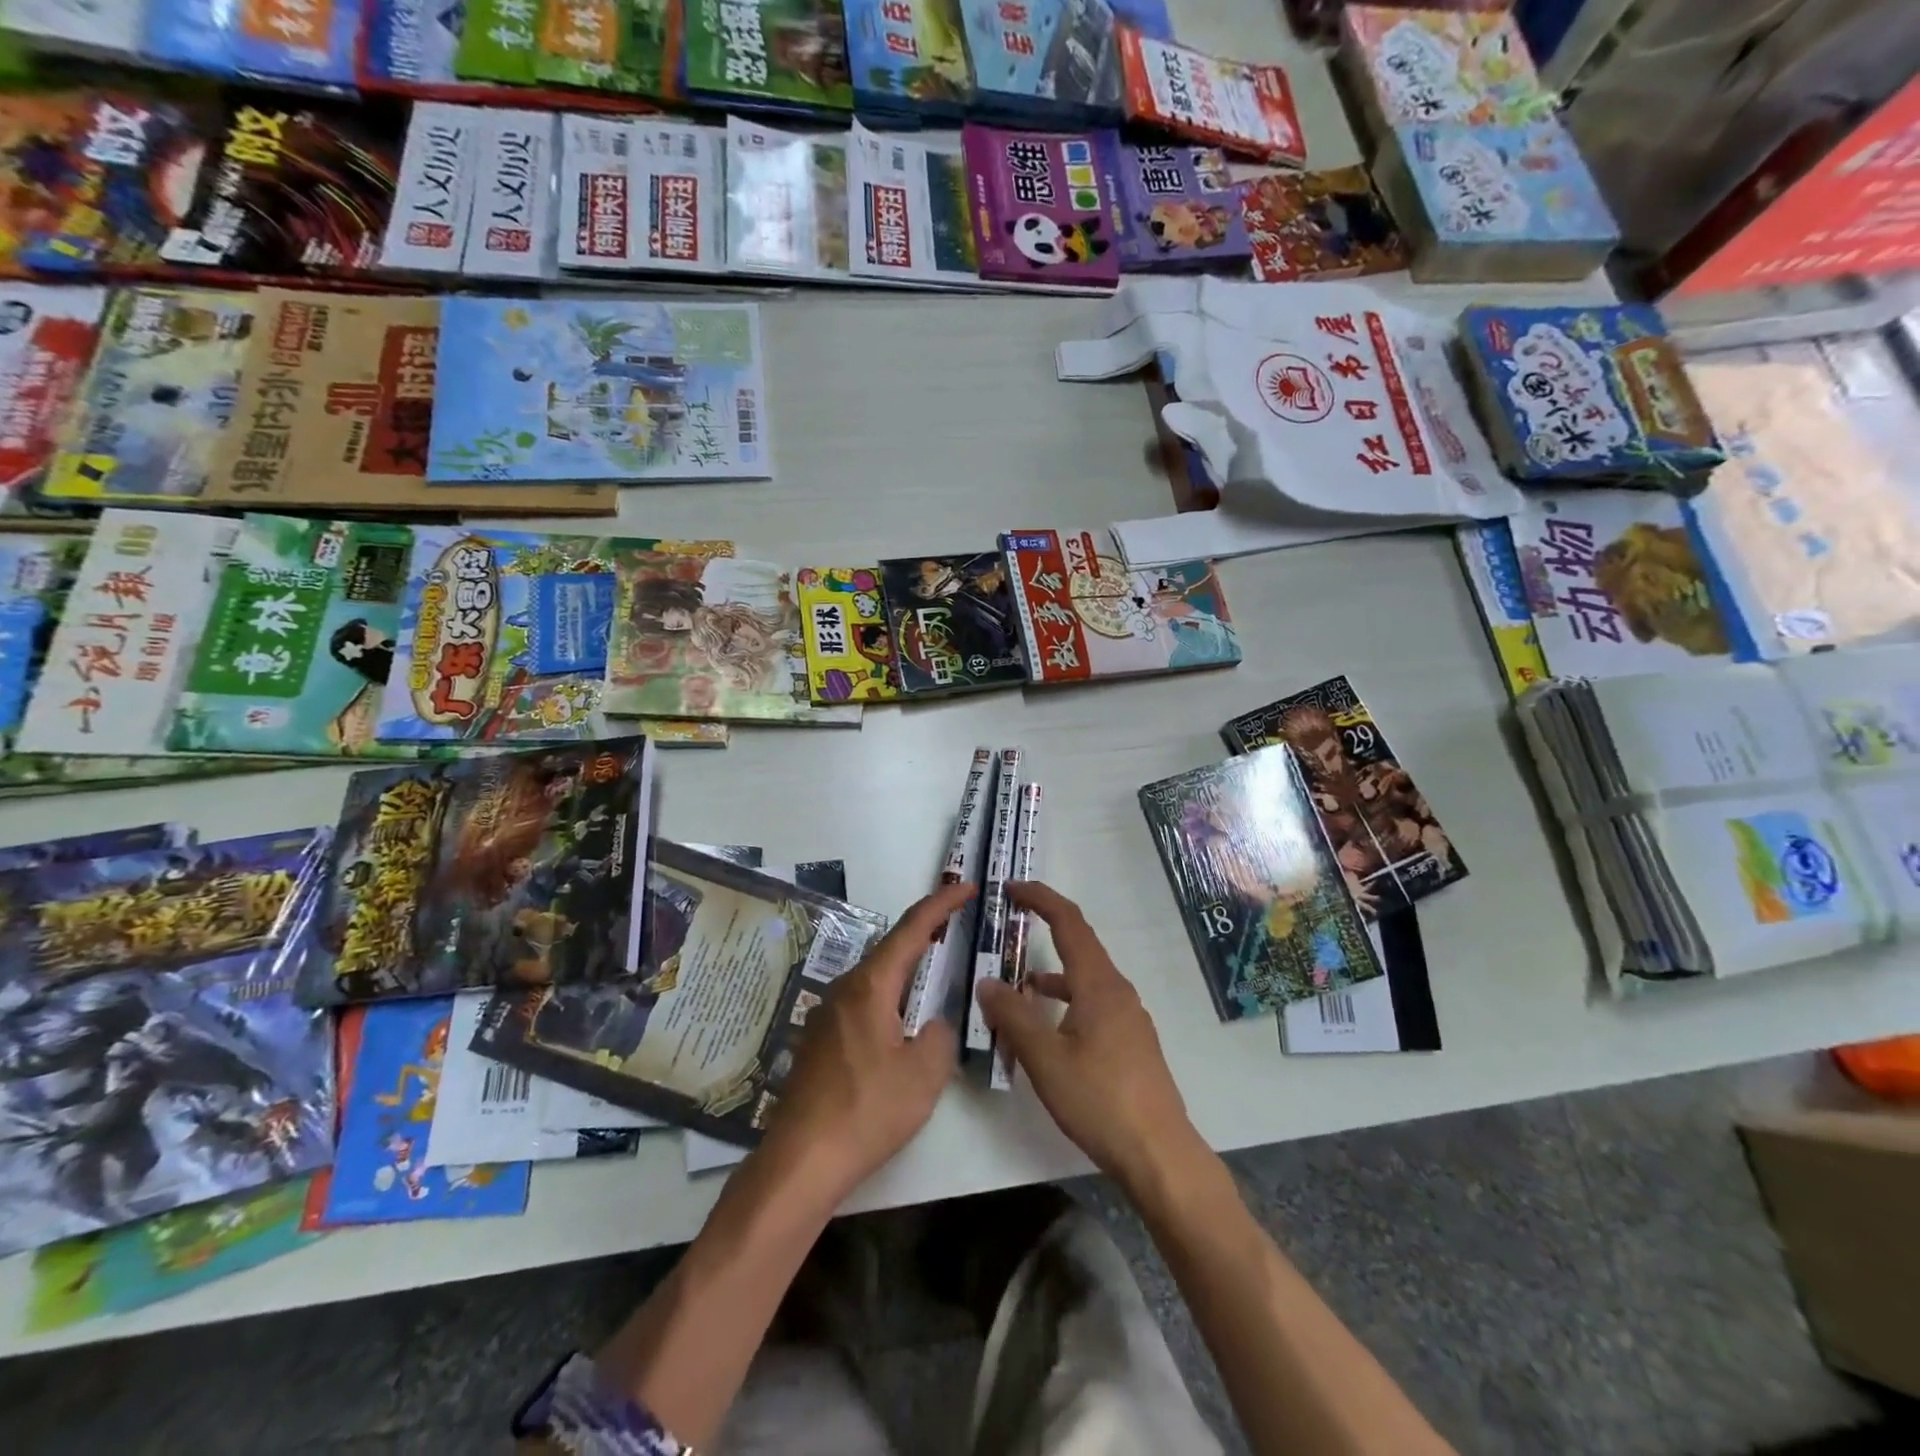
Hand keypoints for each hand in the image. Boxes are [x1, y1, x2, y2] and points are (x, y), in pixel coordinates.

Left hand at [760, 882, 969, 1196]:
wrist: (801, 1160)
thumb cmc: (867, 1111)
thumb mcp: (924, 1075)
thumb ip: (939, 1036)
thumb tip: (932, 1025)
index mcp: (870, 986)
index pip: (912, 929)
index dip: (941, 904)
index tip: (966, 886)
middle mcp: (845, 988)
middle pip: (891, 949)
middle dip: (926, 934)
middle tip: (957, 927)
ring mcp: (827, 1014)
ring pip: (876, 977)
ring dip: (907, 970)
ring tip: (936, 974)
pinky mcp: (821, 1040)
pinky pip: (863, 1002)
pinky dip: (890, 998)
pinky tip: (902, 1024)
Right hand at [975, 882, 1201, 1195]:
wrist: (1159, 1153)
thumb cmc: (1100, 1100)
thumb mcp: (1045, 1059)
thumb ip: (1013, 1017)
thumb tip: (987, 982)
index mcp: (1098, 984)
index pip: (1069, 923)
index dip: (1041, 898)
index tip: (1012, 888)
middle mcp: (1118, 990)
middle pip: (1080, 944)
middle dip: (1046, 927)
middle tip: (1012, 922)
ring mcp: (1129, 1016)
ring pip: (1086, 977)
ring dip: (1054, 970)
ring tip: (1020, 984)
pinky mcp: (1131, 1040)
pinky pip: (1094, 1002)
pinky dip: (1067, 999)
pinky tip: (1051, 1026)